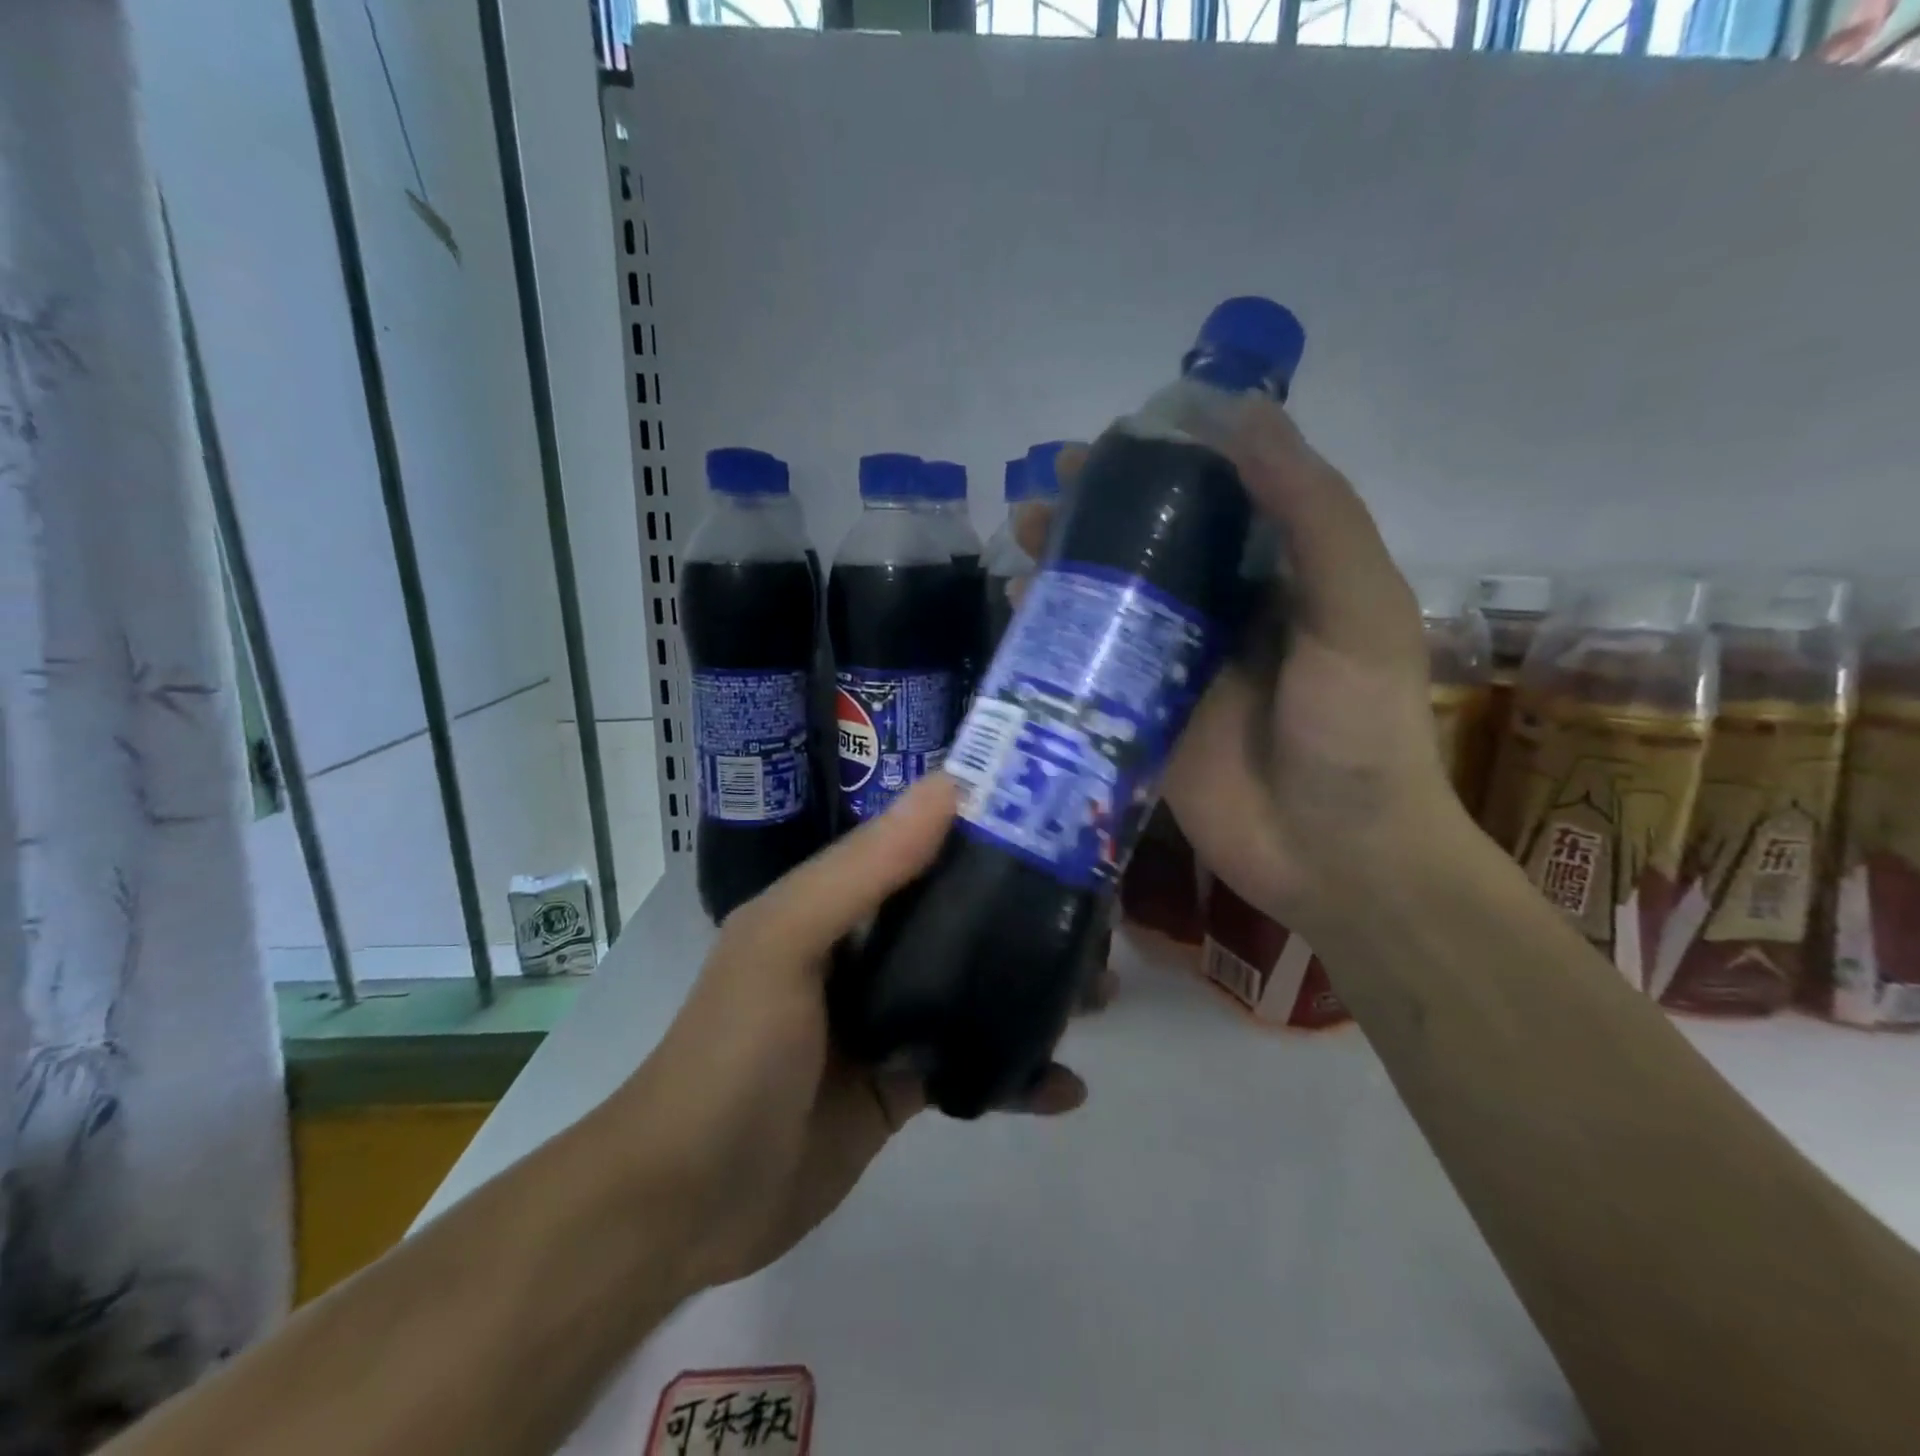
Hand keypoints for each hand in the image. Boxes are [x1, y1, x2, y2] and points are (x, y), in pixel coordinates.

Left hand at [607, 777, 1089, 1293]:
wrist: (685, 1204)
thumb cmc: (733, 1055)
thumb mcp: (786, 942)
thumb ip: (865, 869)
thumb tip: (951, 787)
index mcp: (838, 902)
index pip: (922, 845)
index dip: (987, 830)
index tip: (1061, 824)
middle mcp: (865, 951)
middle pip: (962, 916)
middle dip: (1029, 914)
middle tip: (1098, 918)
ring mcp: (886, 1021)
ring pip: (977, 988)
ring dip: (1035, 989)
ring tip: (1100, 993)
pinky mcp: (902, 1087)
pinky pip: (973, 1067)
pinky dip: (1018, 1075)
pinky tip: (1065, 1088)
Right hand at [1021, 401, 1458, 938]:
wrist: (1337, 855)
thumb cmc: (1359, 729)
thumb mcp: (1356, 608)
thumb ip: (1311, 514)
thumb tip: (1245, 413)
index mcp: (1278, 577)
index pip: (1212, 499)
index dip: (1159, 464)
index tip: (1109, 443)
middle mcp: (1222, 615)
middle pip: (1148, 548)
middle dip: (1096, 517)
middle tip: (1043, 495)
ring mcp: (1176, 670)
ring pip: (1113, 604)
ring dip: (1069, 570)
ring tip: (1022, 543)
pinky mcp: (1141, 720)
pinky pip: (1094, 669)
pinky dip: (1058, 641)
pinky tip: (1021, 615)